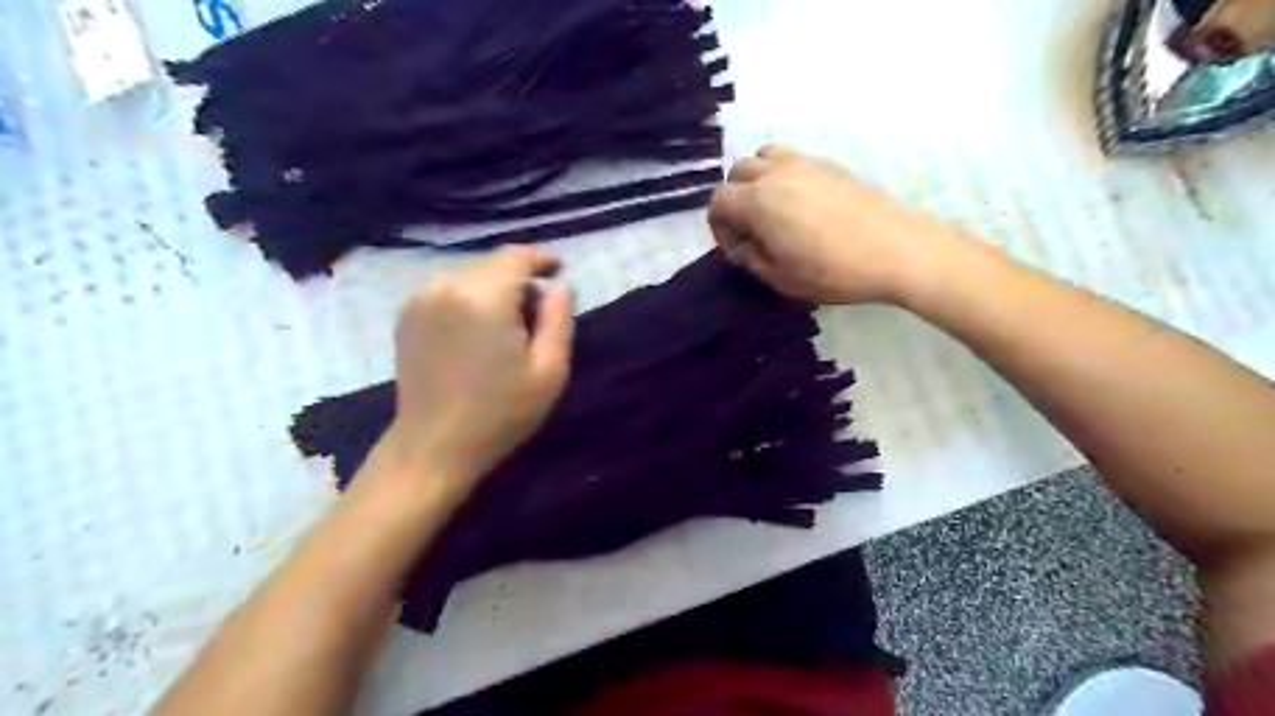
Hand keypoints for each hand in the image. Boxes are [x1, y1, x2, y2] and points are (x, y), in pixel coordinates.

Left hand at [381, 248, 576, 495]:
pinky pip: (449, 292)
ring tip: (506, 329)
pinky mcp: (406, 315)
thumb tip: (558, 286)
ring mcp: (420, 300)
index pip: (516, 257)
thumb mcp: (550, 370)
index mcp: (483, 298)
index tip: (558, 272)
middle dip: (519, 282)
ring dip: (494, 292)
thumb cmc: (500, 413)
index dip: (541, 259)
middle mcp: (446, 286)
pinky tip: (477, 334)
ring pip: (470, 278)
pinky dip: (469, 301)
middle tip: (536, 317)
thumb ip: (559, 318)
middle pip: (492, 266)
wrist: (434, 446)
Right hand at [707, 145, 977, 306]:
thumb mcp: (781, 279)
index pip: (718, 200)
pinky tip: (802, 205)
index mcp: (759, 201)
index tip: (737, 249)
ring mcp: (806, 164)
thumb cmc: (834, 271)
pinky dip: (784, 176)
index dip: (719, 227)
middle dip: (735, 200)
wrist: (898, 250)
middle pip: (738, 172)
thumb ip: (752, 259)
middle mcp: (777, 173)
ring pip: (764, 156)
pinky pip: (793, 159)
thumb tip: (743, 246)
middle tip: (752, 230)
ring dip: (758, 180)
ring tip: (773, 209)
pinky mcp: (831, 165)